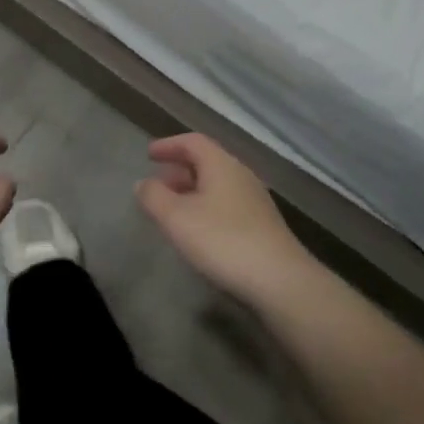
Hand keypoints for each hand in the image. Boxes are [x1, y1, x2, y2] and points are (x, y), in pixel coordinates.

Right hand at [136, 133, 313, 302]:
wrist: (279, 280)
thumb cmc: (222, 240)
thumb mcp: (176, 218)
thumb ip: (154, 197)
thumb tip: (144, 183)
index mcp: (221, 164)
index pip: (193, 142)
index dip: (169, 145)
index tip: (149, 154)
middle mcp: (241, 176)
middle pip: (207, 162)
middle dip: (179, 169)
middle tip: (158, 183)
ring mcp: (255, 201)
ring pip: (217, 185)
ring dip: (192, 191)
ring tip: (173, 209)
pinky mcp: (262, 226)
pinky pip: (227, 205)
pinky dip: (206, 208)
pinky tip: (198, 231)